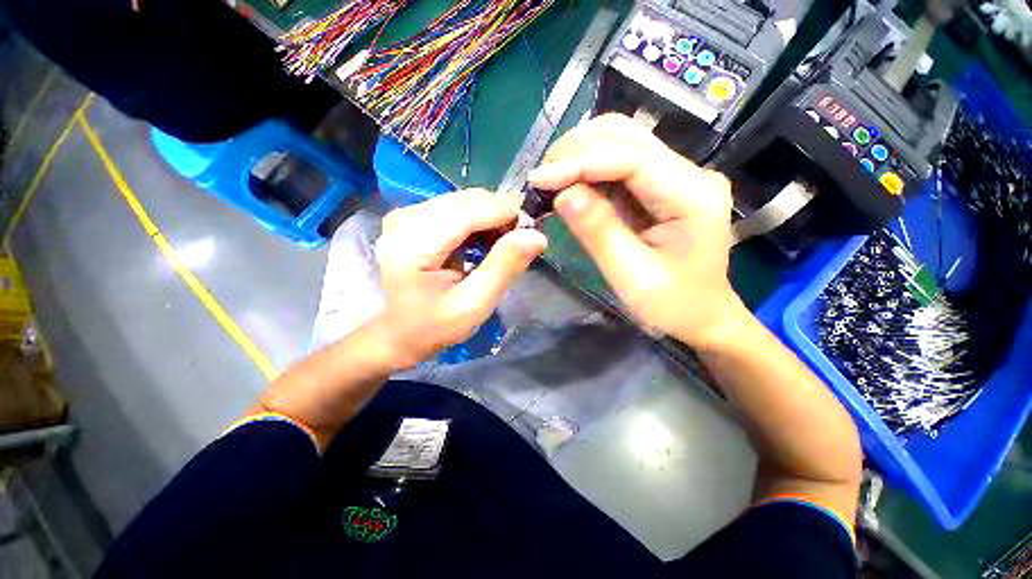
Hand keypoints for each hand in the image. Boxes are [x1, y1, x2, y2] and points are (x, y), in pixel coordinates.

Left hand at [371, 189, 546, 367]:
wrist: (400, 332)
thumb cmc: (434, 326)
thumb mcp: (474, 305)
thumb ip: (504, 267)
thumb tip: (536, 235)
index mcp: (413, 245)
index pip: (469, 211)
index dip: (507, 214)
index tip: (532, 233)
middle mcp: (404, 219)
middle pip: (467, 200)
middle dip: (501, 215)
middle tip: (521, 241)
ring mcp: (405, 215)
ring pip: (464, 200)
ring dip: (491, 217)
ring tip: (504, 244)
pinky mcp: (411, 217)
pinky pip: (455, 207)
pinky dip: (478, 220)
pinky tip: (485, 241)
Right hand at [528, 114, 744, 348]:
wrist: (702, 314)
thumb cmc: (672, 304)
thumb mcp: (631, 276)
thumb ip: (599, 232)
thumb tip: (562, 194)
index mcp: (693, 196)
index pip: (631, 158)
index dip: (579, 162)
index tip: (538, 179)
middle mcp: (690, 173)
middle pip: (627, 136)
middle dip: (576, 151)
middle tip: (541, 179)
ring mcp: (677, 175)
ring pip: (621, 142)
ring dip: (580, 155)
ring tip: (549, 181)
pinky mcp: (662, 185)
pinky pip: (619, 165)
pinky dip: (588, 170)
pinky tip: (568, 185)